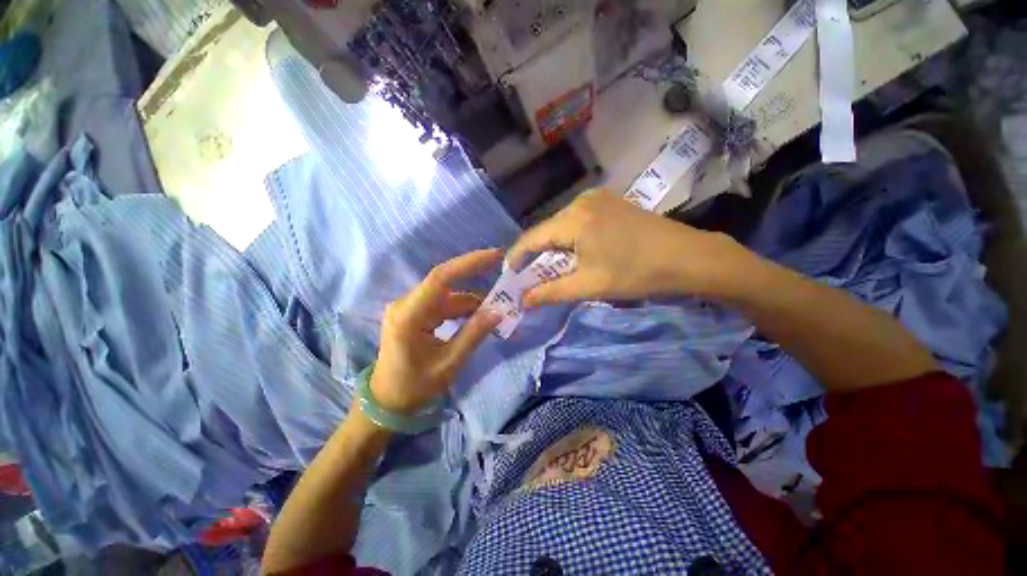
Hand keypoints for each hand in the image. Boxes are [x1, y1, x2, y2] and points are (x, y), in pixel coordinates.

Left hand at [370, 249, 502, 414]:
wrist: (387, 401)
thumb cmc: (415, 387)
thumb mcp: (450, 363)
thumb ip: (474, 334)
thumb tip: (498, 312)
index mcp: (408, 316)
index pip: (441, 277)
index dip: (469, 263)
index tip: (495, 255)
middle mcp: (406, 305)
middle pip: (446, 284)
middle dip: (476, 281)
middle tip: (504, 282)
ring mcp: (409, 308)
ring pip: (448, 295)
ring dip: (473, 302)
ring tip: (497, 309)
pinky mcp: (415, 313)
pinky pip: (444, 305)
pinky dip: (463, 310)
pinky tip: (479, 317)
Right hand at [507, 192, 748, 306]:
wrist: (689, 257)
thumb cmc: (636, 273)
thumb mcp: (589, 286)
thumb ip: (551, 292)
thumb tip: (524, 301)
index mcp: (573, 220)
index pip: (532, 238)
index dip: (517, 257)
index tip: (509, 274)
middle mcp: (580, 202)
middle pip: (547, 230)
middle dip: (536, 255)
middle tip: (532, 277)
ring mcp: (597, 199)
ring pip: (562, 225)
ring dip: (554, 247)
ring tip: (554, 268)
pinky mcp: (610, 202)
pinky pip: (578, 220)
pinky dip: (570, 238)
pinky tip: (577, 252)